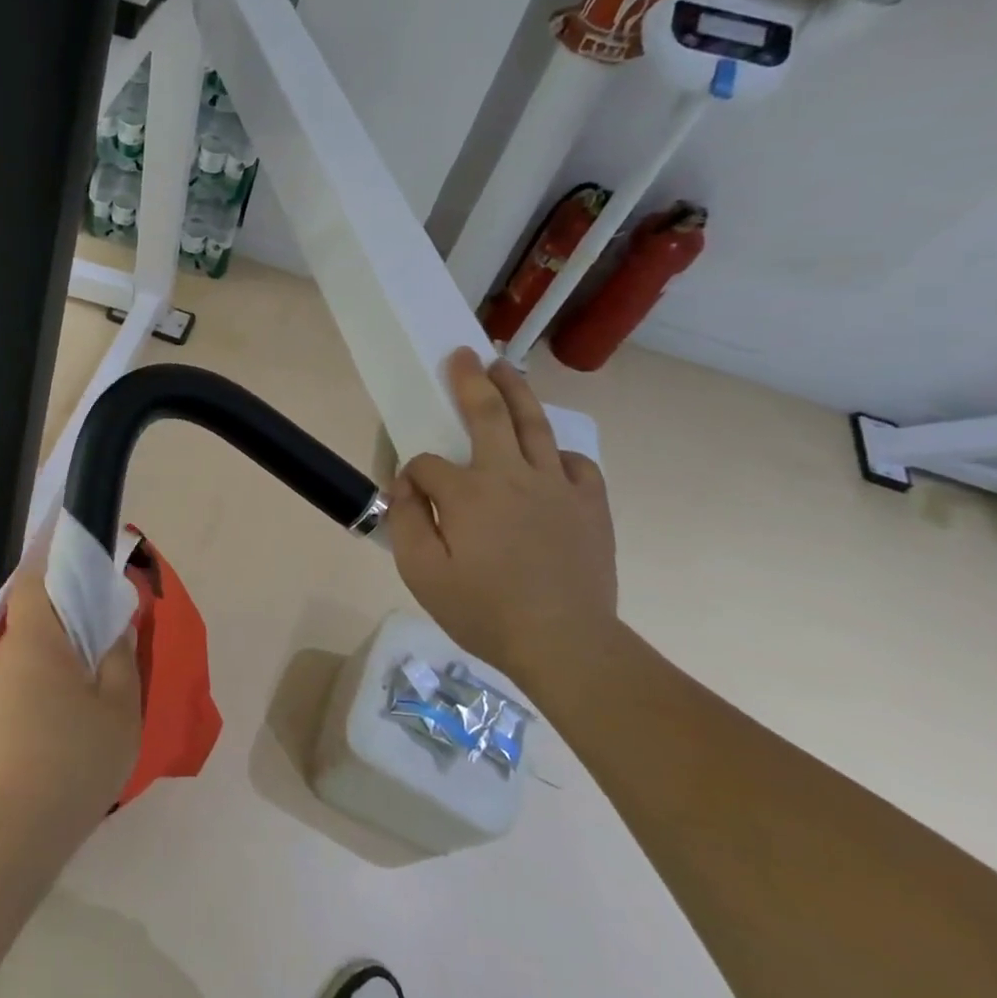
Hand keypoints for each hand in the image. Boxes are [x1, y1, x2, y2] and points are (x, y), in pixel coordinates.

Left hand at [0, 564, 142, 860]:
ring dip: (56, 657)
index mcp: (35, 640)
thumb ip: (122, 657)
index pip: (34, 578)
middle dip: (66, 616)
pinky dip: (43, 689)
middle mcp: (5, 657)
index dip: (53, 560)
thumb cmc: (74, 759)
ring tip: (92, 682)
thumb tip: (117, 624)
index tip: (79, 558)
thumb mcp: (120, 707)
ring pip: (28, 656)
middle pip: (34, 618)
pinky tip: (66, 724)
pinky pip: (19, 688)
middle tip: (103, 631)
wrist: (11, 835)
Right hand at [388, 349, 617, 686]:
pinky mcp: (590, 504)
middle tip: (463, 354)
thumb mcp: (423, 574)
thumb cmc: (485, 611)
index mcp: (467, 493)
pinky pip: (575, 463)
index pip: (428, 463)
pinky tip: (548, 457)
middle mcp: (511, 476)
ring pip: (535, 425)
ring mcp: (556, 486)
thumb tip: (407, 486)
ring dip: (516, 392)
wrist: (565, 643)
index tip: (411, 497)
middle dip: (470, 381)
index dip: (413, 474)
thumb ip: (407, 521)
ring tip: (504, 369)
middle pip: (488, 415)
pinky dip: (558, 453)